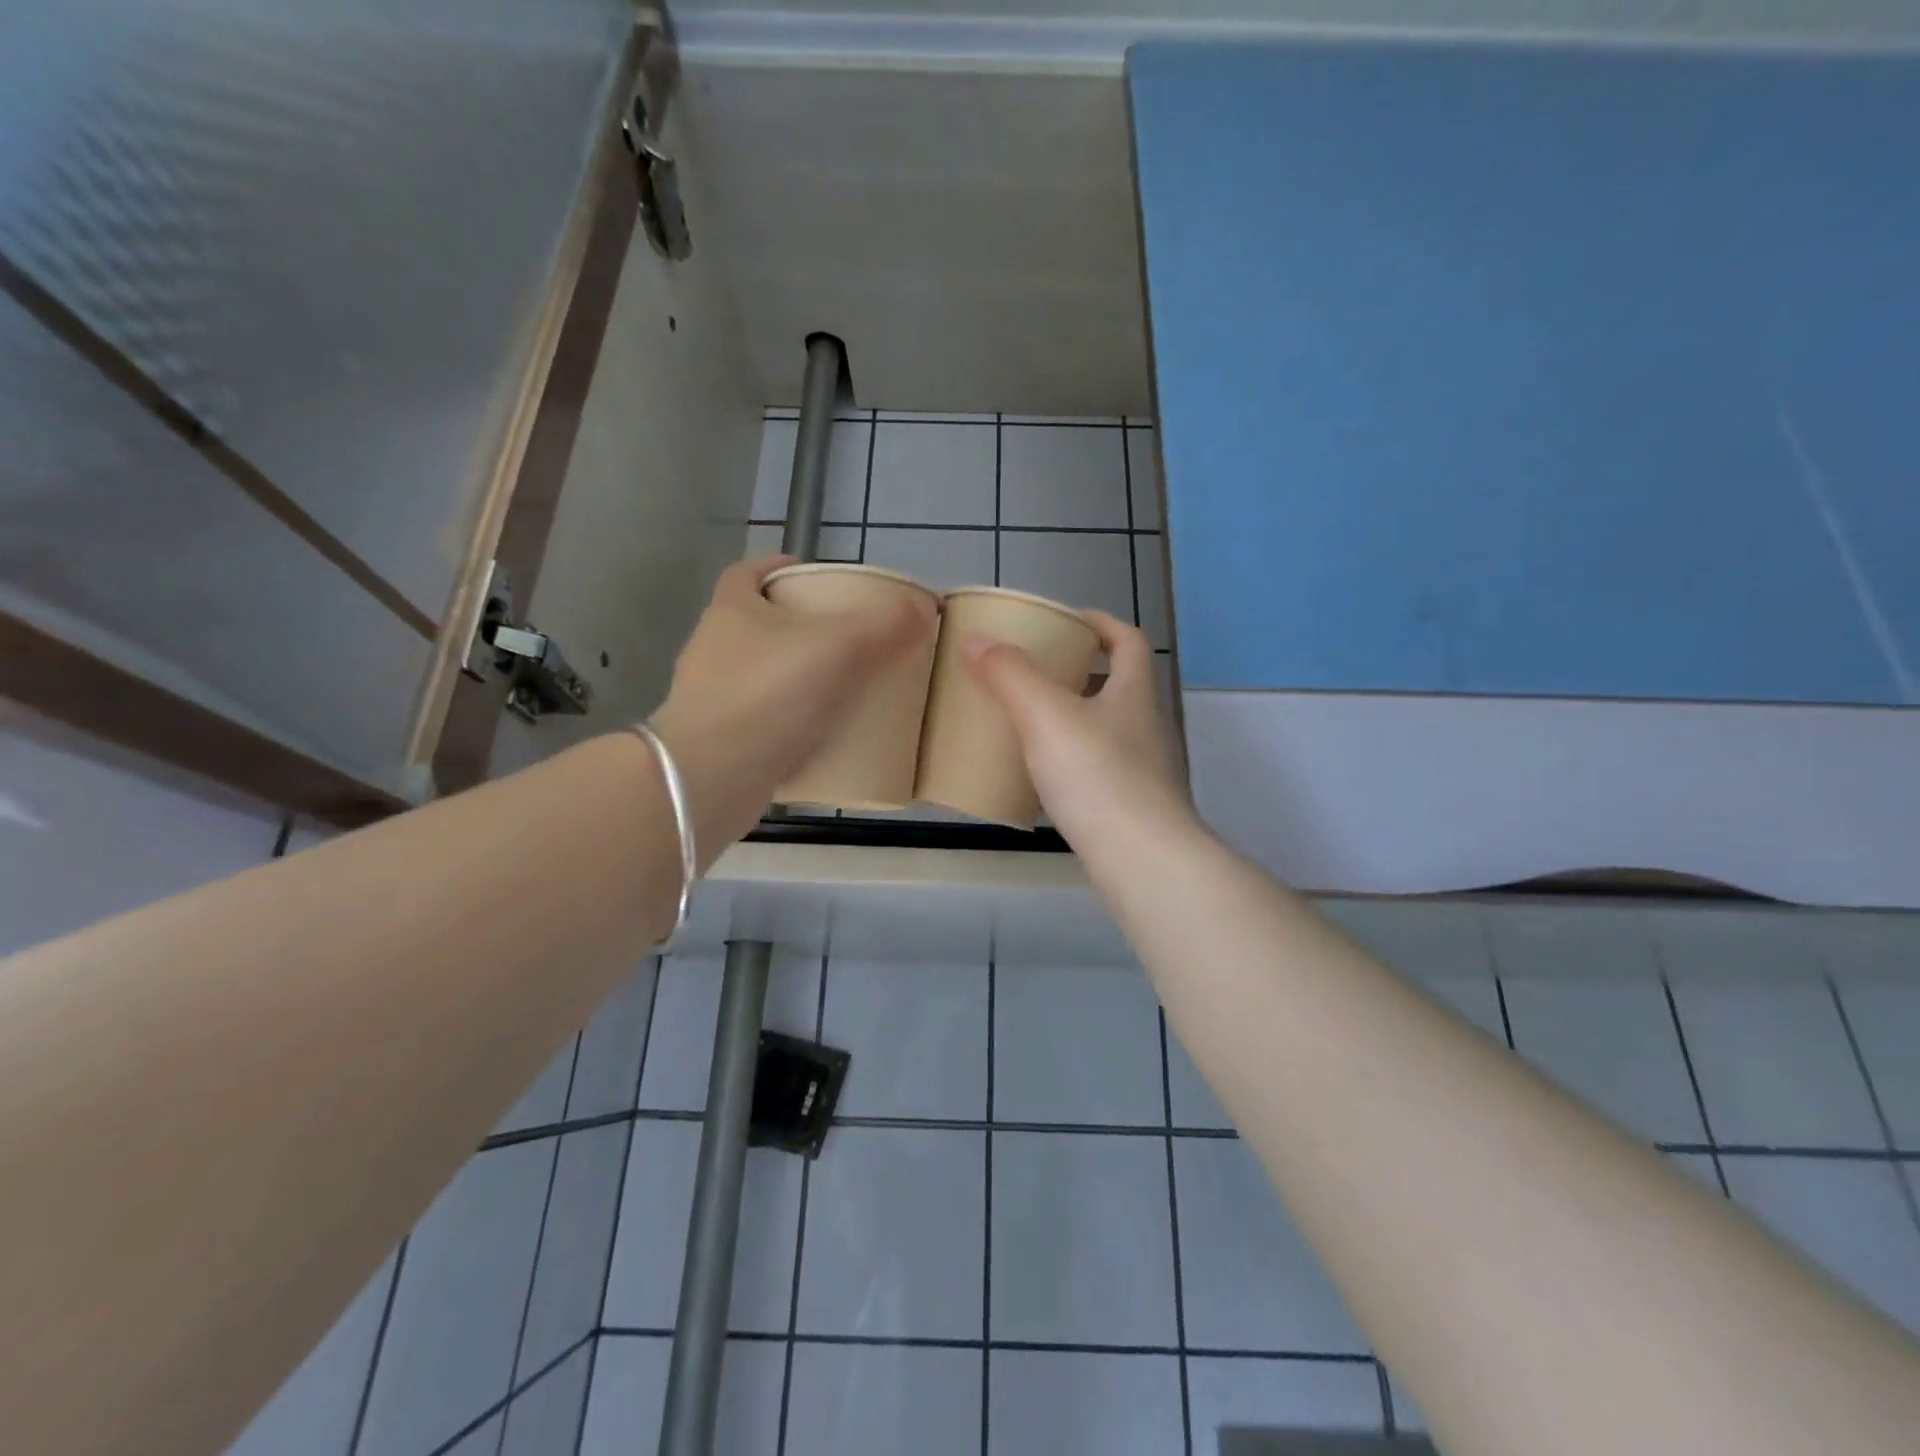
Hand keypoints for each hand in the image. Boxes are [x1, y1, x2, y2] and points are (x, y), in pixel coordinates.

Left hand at [649, 556, 936, 863]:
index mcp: (731, 611)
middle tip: (848, 639)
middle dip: (800, 627)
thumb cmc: (768, 695)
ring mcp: (714, 698)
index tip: (815, 578)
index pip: (749, 572)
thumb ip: (885, 625)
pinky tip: (826, 737)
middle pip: (760, 624)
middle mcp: (714, 649)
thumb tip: (924, 607)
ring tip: (845, 688)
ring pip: (763, 675)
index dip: (780, 567)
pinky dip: (793, 724)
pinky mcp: (723, 742)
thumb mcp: (838, 648)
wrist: (711, 778)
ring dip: (798, 677)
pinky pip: (766, 721)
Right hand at [962, 610, 1199, 852]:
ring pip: (1106, 732)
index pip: (1128, 641)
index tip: (1068, 621)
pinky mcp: (1132, 809)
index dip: (1101, 624)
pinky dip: (1071, 767)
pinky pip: (1098, 773)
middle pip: (1117, 686)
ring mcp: (1145, 771)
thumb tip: (976, 638)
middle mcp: (1147, 727)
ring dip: (1073, 722)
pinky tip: (1040, 782)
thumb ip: (1010, 675)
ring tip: (1029, 726)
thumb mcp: (1045, 716)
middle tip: (1035, 675)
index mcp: (1134, 693)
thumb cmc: (1098, 776)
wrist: (1142, 861)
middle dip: (1079, 674)